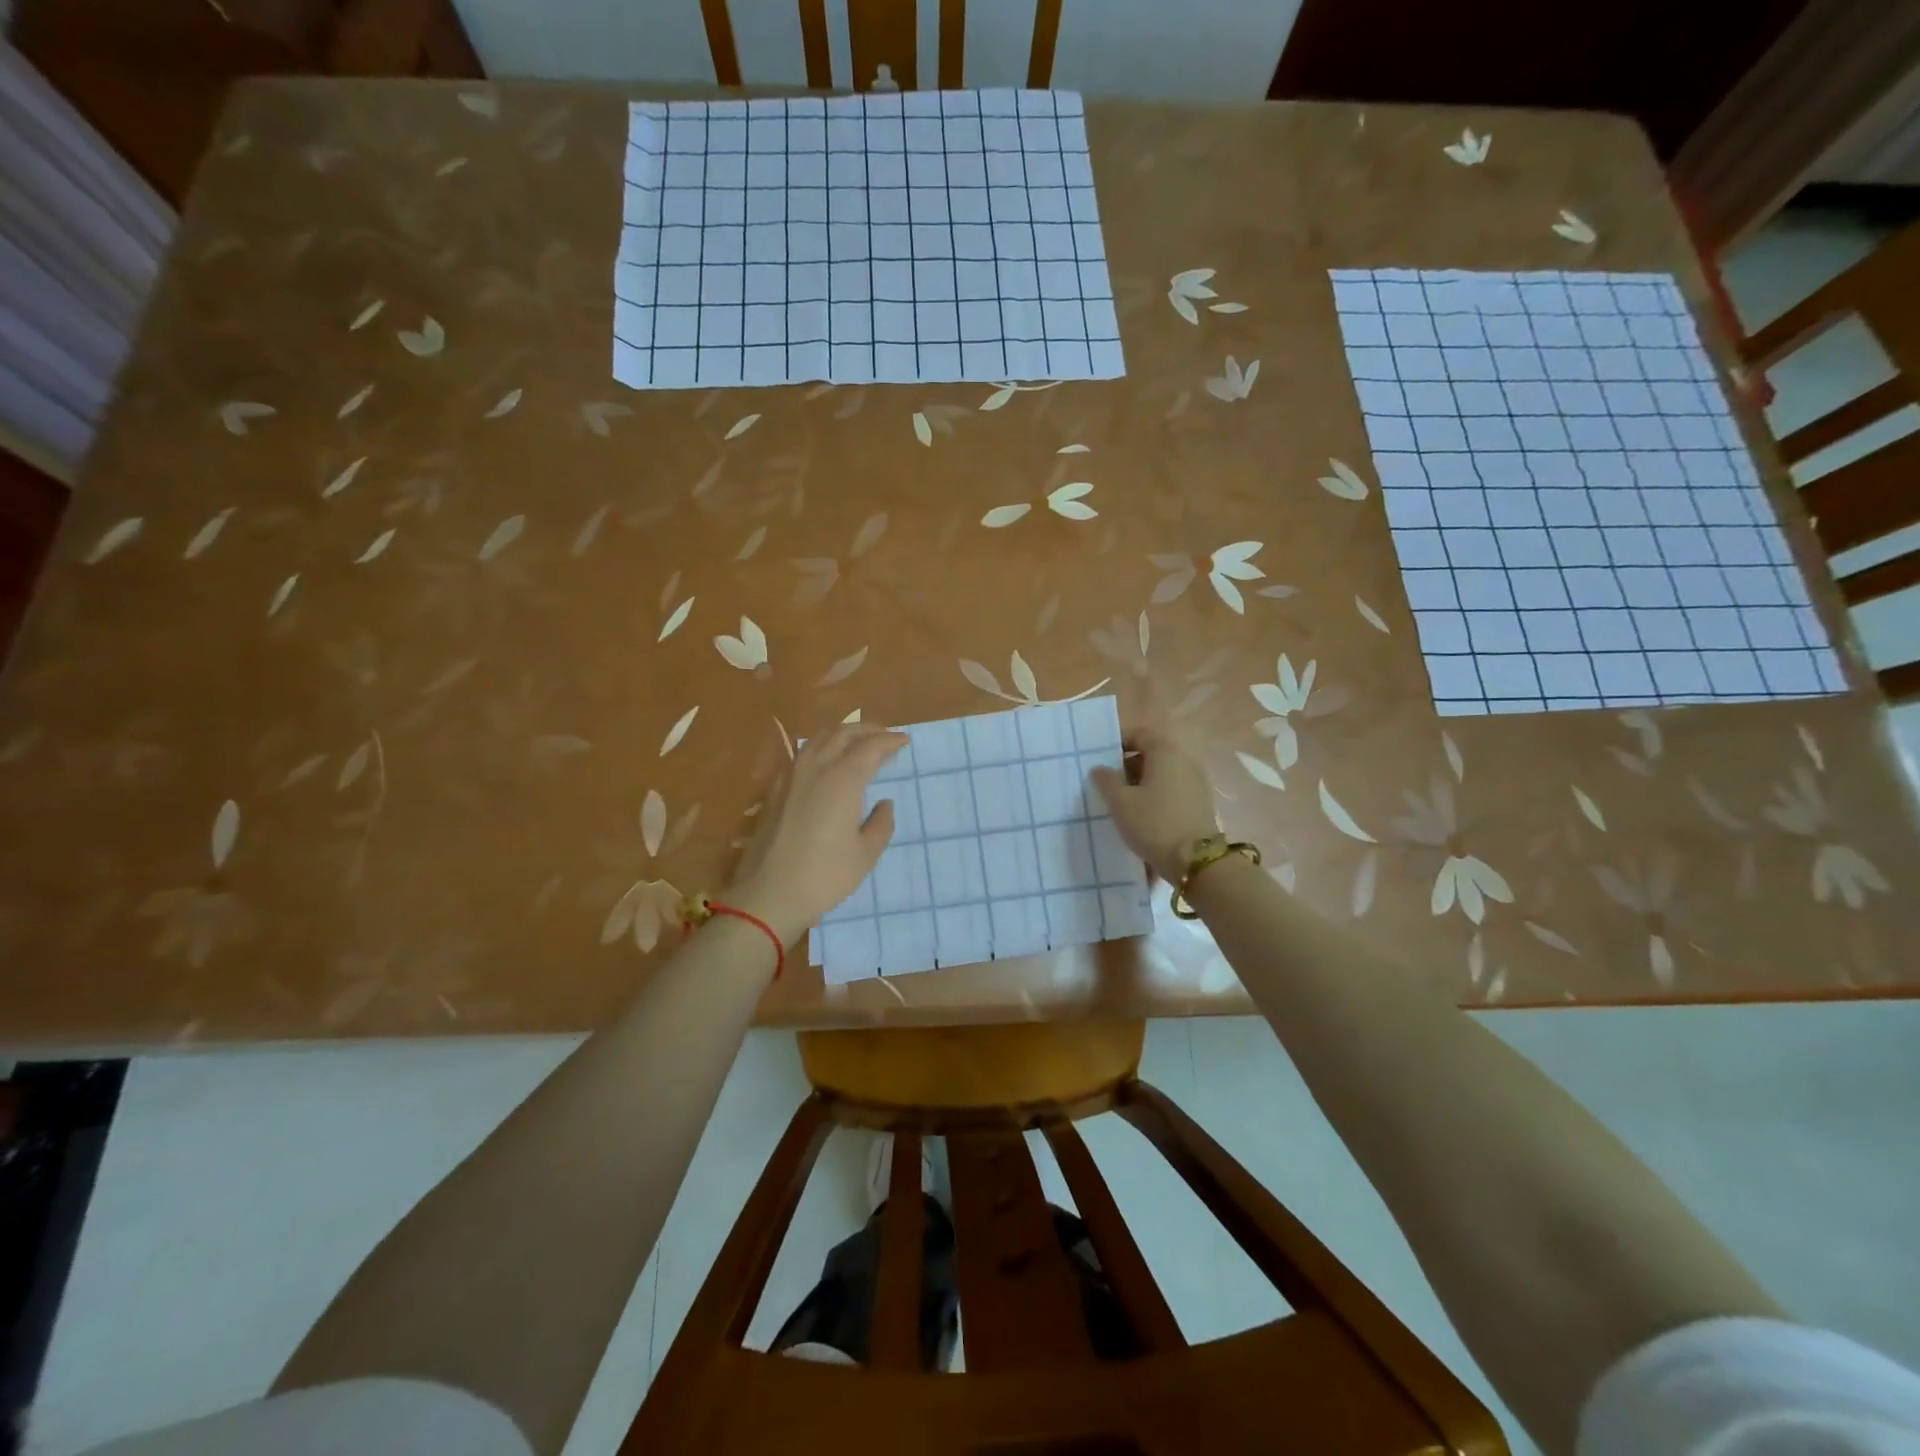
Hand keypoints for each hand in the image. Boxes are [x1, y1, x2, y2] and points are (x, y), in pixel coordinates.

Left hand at [726, 723, 907, 943]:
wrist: (768, 895)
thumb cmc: (824, 876)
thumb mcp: (865, 855)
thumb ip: (880, 824)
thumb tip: (884, 803)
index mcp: (843, 780)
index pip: (870, 747)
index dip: (890, 740)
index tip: (905, 741)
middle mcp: (816, 769)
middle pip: (842, 733)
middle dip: (866, 729)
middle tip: (884, 736)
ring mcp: (791, 778)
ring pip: (818, 739)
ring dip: (841, 734)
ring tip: (857, 743)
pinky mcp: (775, 791)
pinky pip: (802, 755)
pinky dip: (821, 748)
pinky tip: (825, 764)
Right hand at [1088, 729, 1218, 883]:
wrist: (1196, 862)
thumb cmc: (1154, 823)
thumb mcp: (1120, 802)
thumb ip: (1106, 780)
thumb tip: (1100, 769)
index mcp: (1166, 752)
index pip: (1140, 735)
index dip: (1118, 743)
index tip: (1100, 759)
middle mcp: (1185, 761)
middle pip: (1151, 755)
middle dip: (1127, 767)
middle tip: (1107, 784)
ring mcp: (1196, 783)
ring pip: (1161, 775)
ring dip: (1141, 784)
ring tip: (1121, 804)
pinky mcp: (1200, 804)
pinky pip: (1172, 791)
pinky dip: (1155, 797)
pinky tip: (1142, 817)